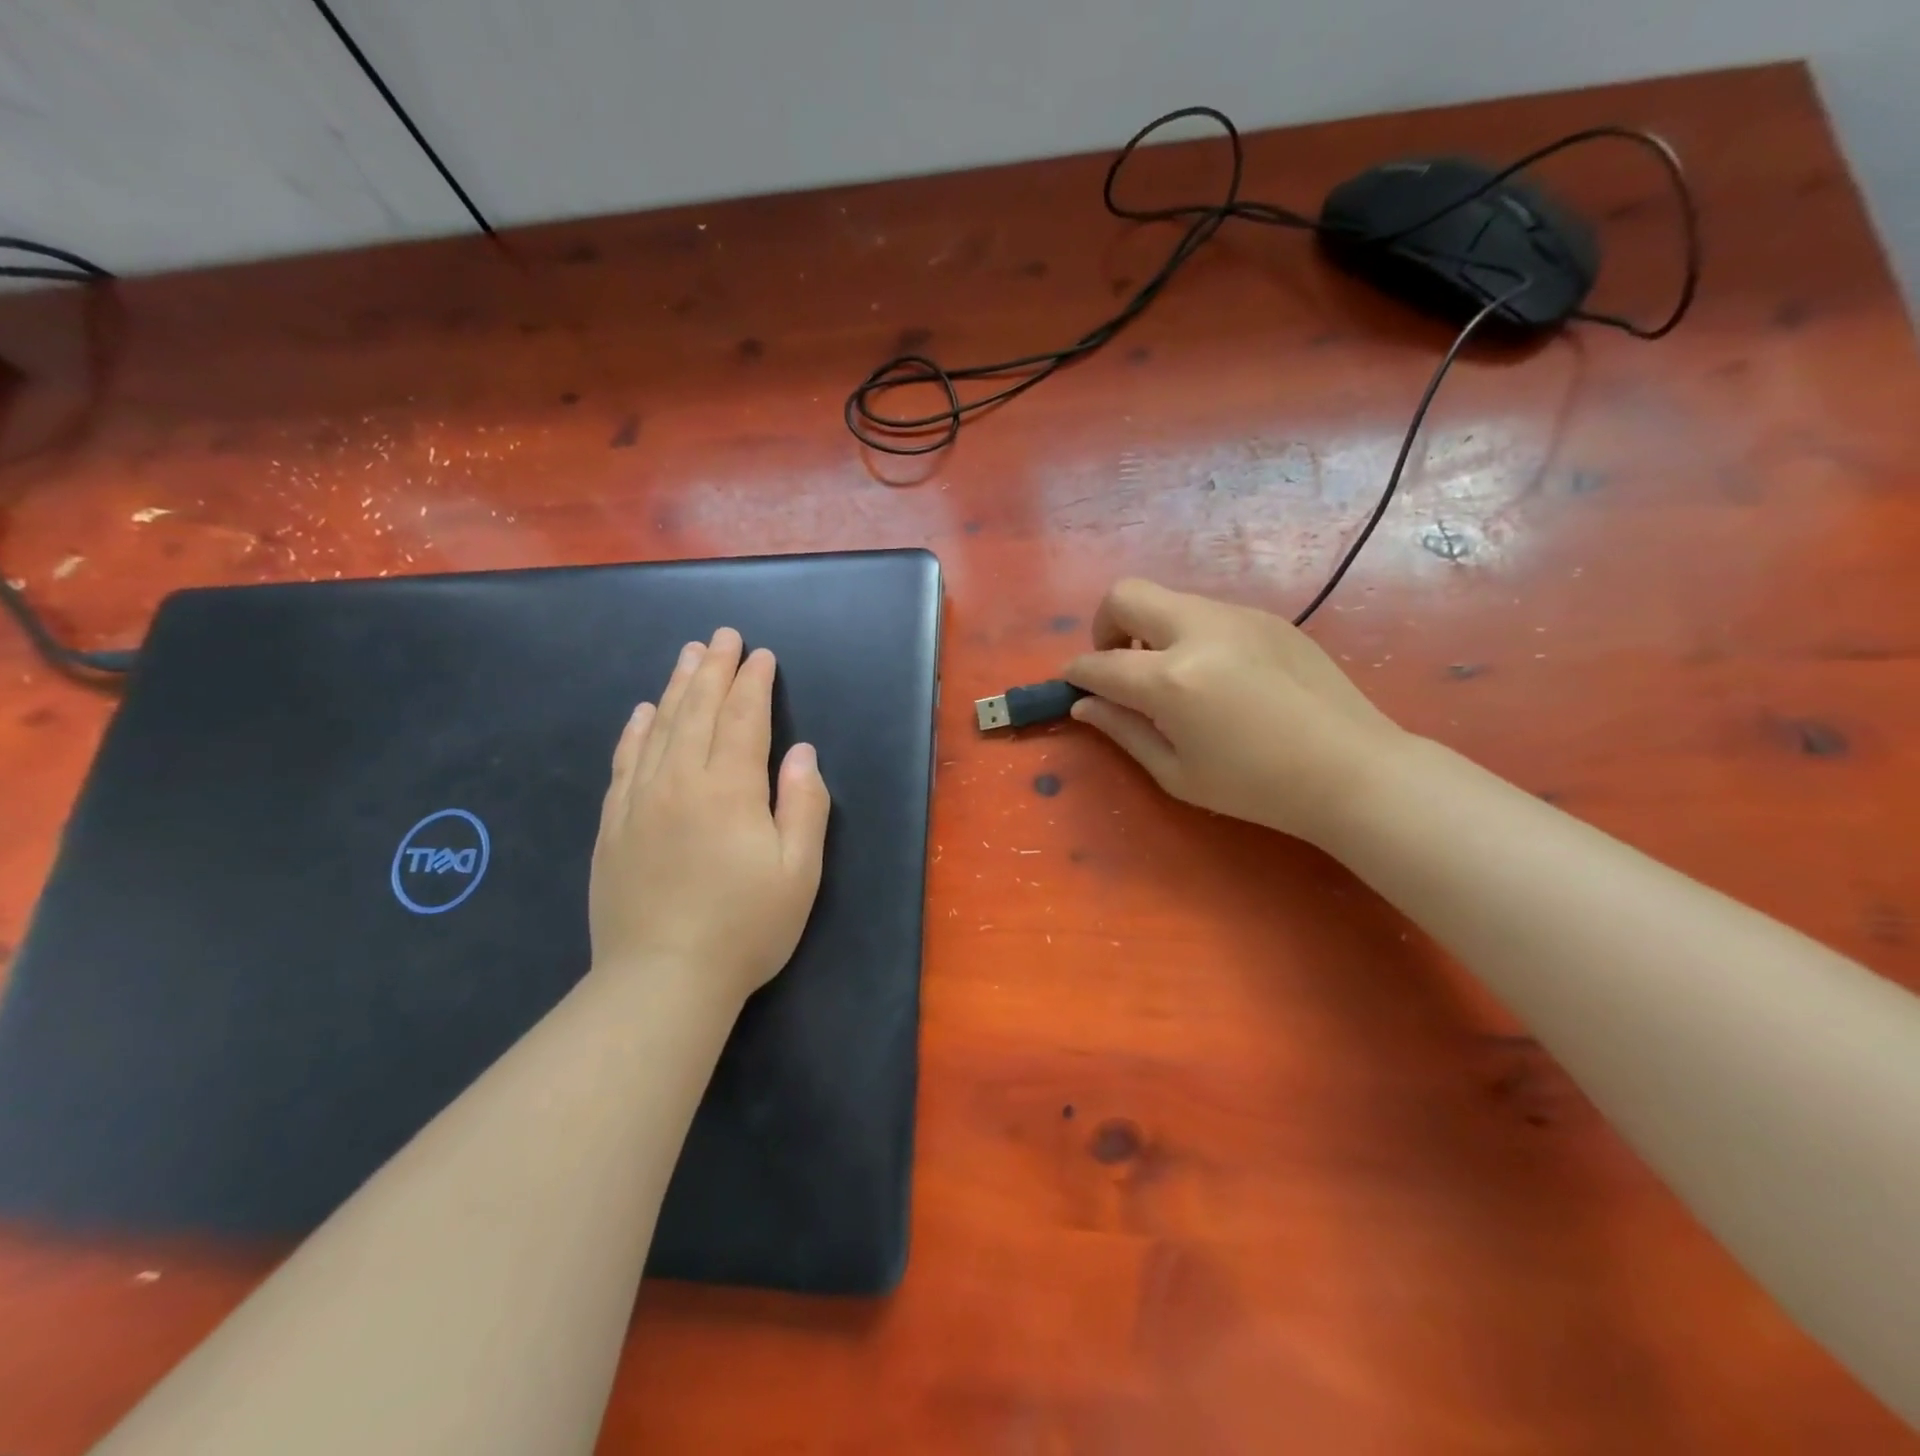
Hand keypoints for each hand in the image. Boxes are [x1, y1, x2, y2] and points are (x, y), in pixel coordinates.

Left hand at [590, 628, 830, 1006]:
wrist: (661, 980)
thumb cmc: (745, 927)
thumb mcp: (799, 871)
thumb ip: (804, 805)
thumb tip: (802, 754)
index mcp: (728, 789)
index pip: (742, 719)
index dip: (753, 684)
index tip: (760, 655)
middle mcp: (678, 781)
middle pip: (696, 711)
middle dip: (713, 669)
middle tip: (722, 636)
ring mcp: (638, 802)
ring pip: (657, 728)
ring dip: (675, 687)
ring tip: (687, 655)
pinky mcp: (613, 826)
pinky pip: (623, 762)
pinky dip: (634, 731)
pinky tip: (640, 712)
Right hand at [1064, 579, 1409, 845]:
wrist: (1353, 770)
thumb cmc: (1257, 787)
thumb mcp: (1177, 773)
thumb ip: (1124, 731)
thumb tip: (1085, 705)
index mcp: (1172, 680)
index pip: (1099, 663)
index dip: (1076, 674)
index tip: (1072, 685)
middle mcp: (1200, 632)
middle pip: (1125, 595)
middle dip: (1104, 626)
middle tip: (1118, 665)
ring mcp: (1238, 617)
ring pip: (1169, 600)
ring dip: (1150, 630)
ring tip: (1171, 676)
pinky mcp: (1268, 618)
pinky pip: (1208, 612)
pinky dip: (1190, 634)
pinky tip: (1217, 676)